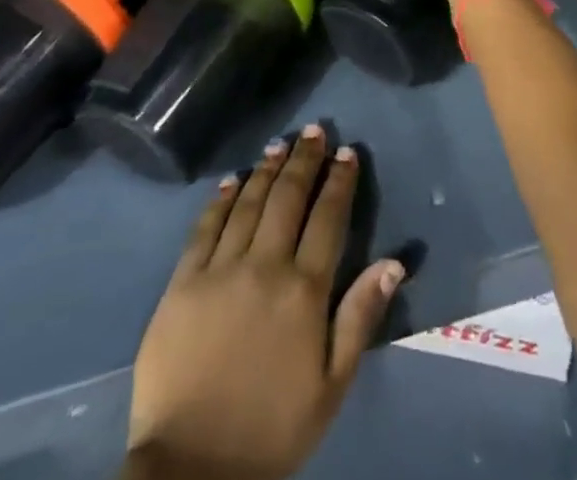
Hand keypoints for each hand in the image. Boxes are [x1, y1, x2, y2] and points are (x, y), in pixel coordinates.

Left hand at [125, 125, 405, 479]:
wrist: (191, 470)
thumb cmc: (272, 429)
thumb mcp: (331, 386)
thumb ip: (360, 318)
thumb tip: (393, 261)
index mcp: (304, 291)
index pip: (328, 218)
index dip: (339, 182)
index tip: (347, 153)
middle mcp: (264, 266)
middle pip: (288, 198)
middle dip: (304, 160)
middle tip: (315, 131)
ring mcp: (220, 270)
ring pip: (248, 203)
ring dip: (266, 169)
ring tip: (279, 145)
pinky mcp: (182, 282)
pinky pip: (205, 227)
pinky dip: (221, 198)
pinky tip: (232, 179)